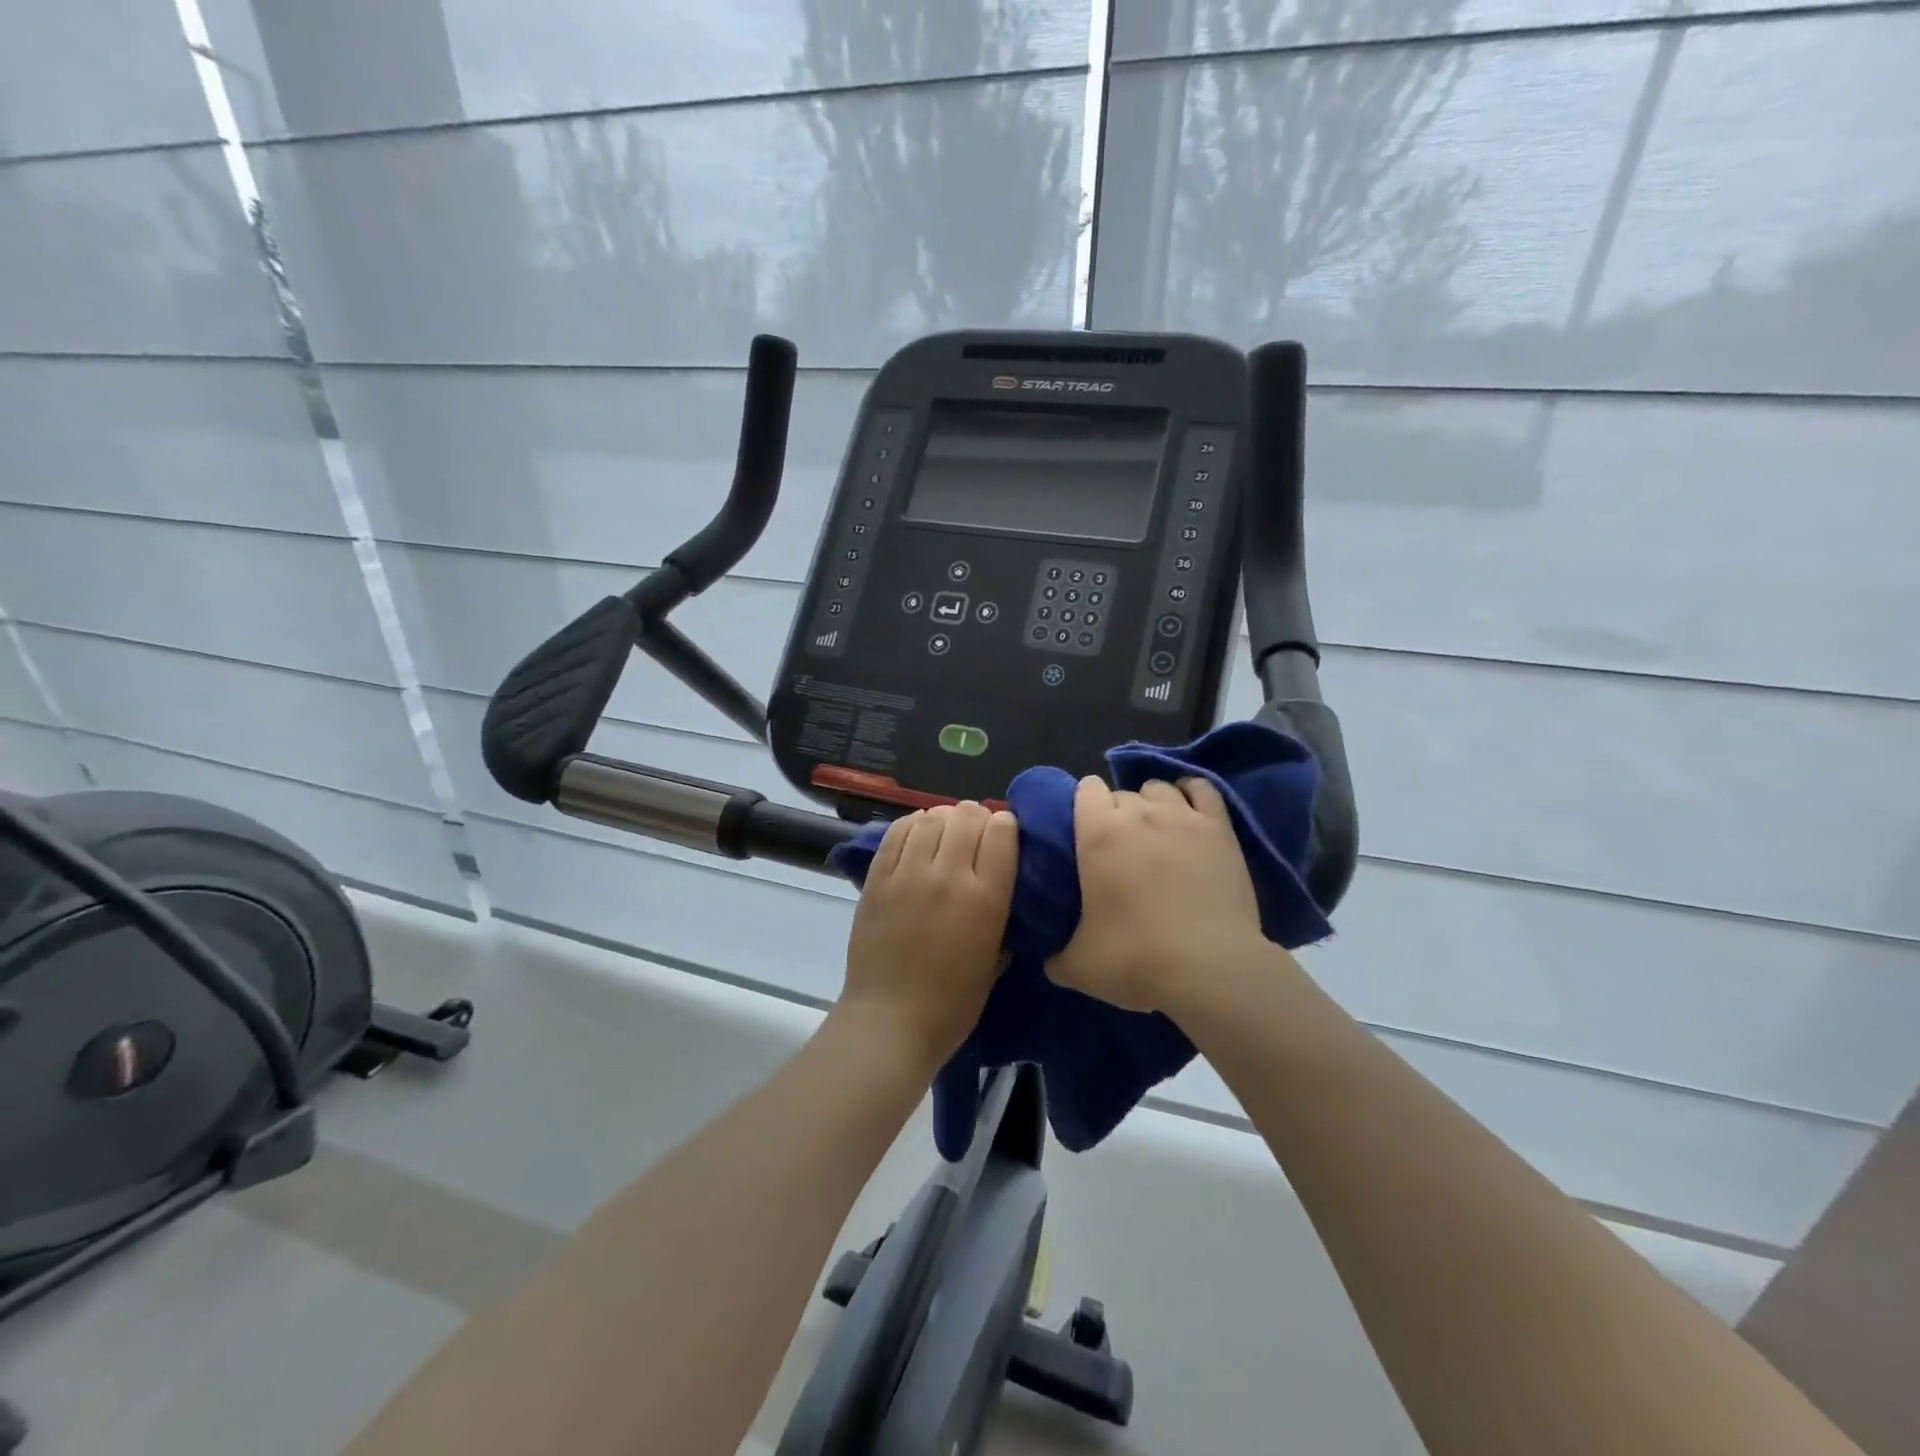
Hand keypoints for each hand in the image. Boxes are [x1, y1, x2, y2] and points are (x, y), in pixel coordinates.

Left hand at [839, 802, 1018, 1073]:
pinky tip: (917, 836)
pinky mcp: (877, 878)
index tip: (1004, 836)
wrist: (890, 1022)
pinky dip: (912, 825)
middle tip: (974, 834)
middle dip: (977, 818)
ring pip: (931, 817)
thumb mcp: (996, 961)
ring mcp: (908, 874)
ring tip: (944, 834)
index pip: (1002, 832)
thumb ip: (1004, 918)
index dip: (1006, 826)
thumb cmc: (952, 1004)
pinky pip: (897, 832)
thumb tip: (1002, 886)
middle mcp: (949, 877)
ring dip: (944, 819)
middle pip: (967, 816)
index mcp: (986, 899)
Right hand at [1047, 776, 1269, 1014]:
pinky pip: (1203, 789)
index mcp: (1098, 833)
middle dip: (1117, 813)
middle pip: (1121, 793)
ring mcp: (1183, 817)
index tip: (1084, 833)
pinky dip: (1191, 795)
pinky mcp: (1219, 829)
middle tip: (1118, 849)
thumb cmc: (1136, 959)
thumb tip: (1051, 958)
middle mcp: (1139, 813)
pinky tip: (1188, 814)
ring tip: (1154, 832)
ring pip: (1160, 788)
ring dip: (1152, 803)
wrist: (1210, 968)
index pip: (1086, 789)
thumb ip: (1056, 956)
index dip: (1083, 805)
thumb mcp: (1077, 966)